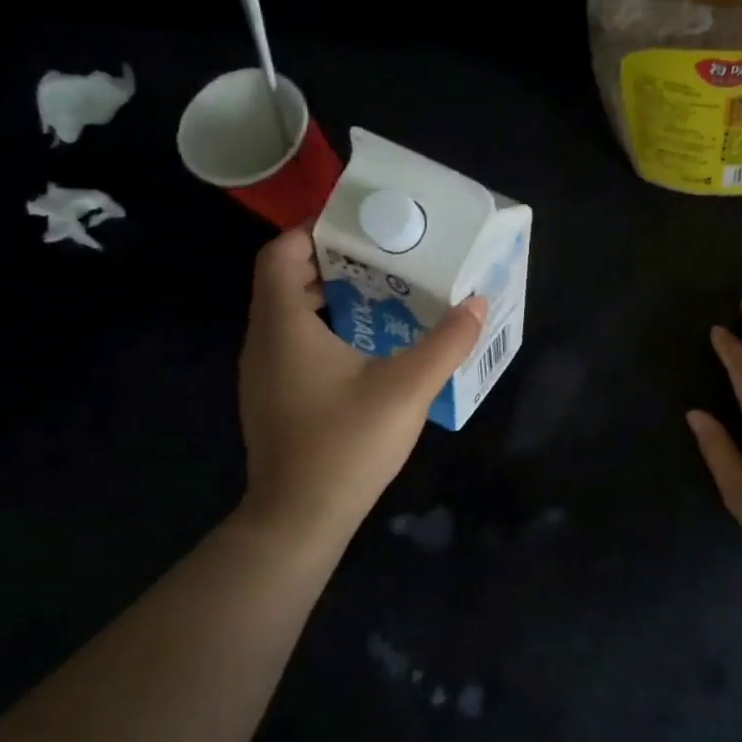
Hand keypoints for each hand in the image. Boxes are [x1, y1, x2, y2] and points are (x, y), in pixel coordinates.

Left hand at [234, 230, 485, 541]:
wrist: (301, 517)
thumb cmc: (348, 442)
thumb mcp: (408, 387)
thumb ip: (447, 342)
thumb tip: (478, 303)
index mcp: (284, 325)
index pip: (282, 252)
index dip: (314, 229)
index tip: (359, 224)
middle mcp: (264, 341)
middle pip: (285, 279)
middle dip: (332, 261)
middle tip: (384, 257)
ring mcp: (263, 373)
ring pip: (288, 314)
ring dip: (329, 296)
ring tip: (382, 294)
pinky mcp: (272, 398)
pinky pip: (292, 343)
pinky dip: (323, 329)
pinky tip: (365, 347)